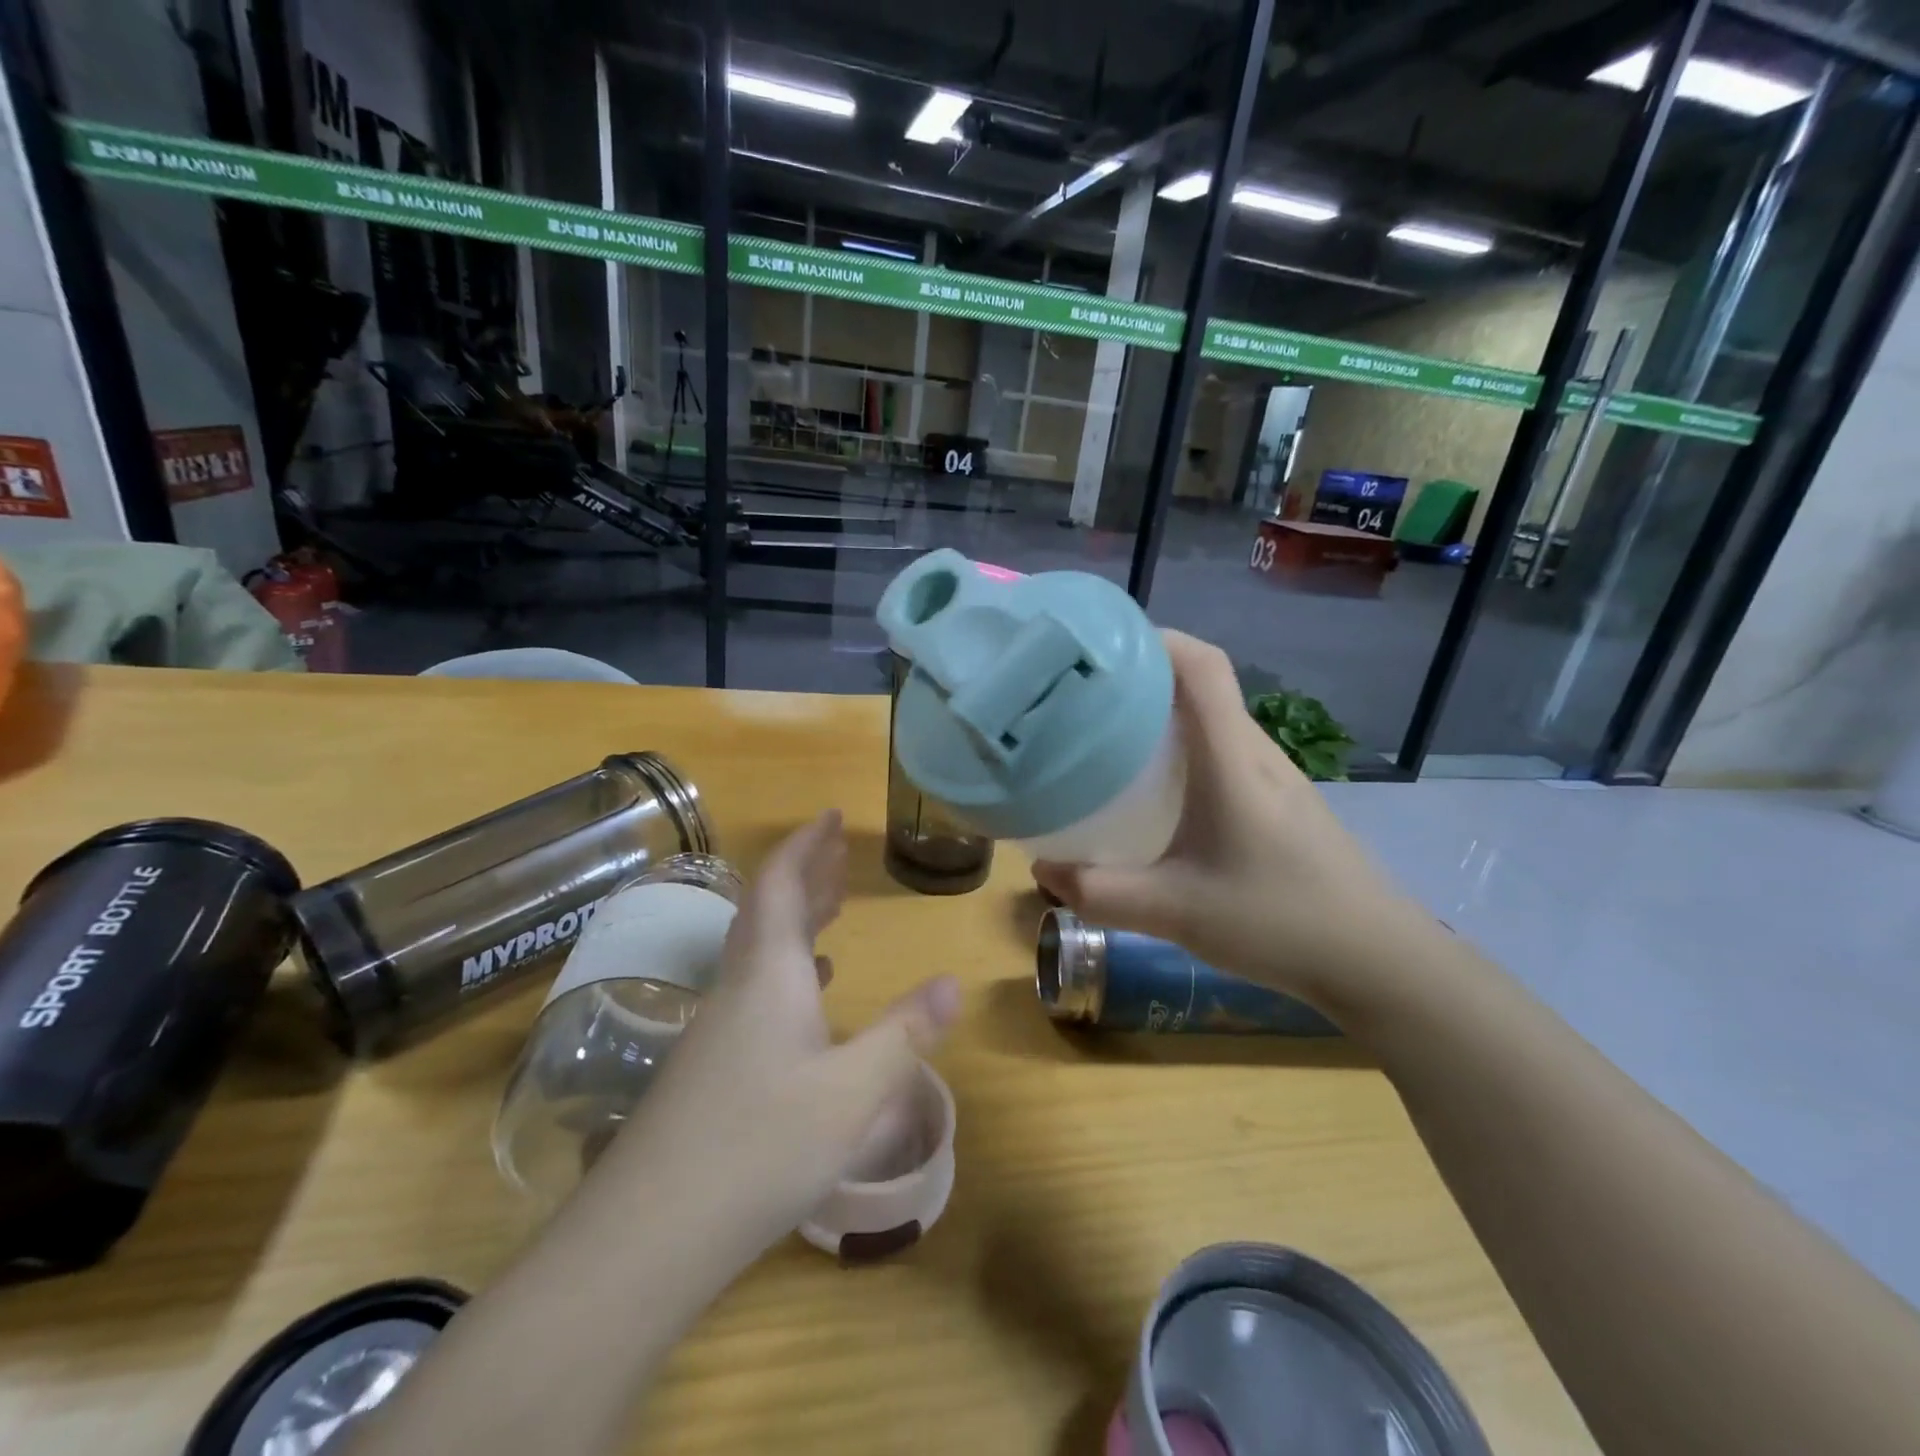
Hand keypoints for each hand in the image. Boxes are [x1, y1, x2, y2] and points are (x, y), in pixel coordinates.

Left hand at [595, 810, 961, 1266]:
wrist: (646, 1237)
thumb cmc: (759, 1147)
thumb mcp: (853, 1092)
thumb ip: (905, 1033)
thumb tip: (952, 982)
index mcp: (768, 974)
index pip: (781, 884)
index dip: (807, 846)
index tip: (831, 816)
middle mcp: (738, 988)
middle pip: (769, 910)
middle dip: (806, 874)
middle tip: (839, 853)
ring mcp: (717, 1029)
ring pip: (760, 951)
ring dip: (795, 920)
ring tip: (830, 908)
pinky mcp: (710, 1069)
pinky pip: (754, 990)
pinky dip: (786, 969)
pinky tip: (806, 995)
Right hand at [1033, 631, 1416, 1014]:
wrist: (1379, 962)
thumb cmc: (1279, 922)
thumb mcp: (1175, 912)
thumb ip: (1102, 893)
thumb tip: (1043, 871)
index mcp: (1232, 759)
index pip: (1202, 666)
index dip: (1155, 640)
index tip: (1101, 648)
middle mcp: (1256, 753)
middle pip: (1202, 686)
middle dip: (1143, 678)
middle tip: (1084, 698)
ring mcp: (1276, 778)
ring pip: (1214, 721)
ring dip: (1164, 716)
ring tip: (1109, 739)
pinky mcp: (1282, 803)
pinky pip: (1224, 754)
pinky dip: (1184, 752)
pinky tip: (1158, 795)